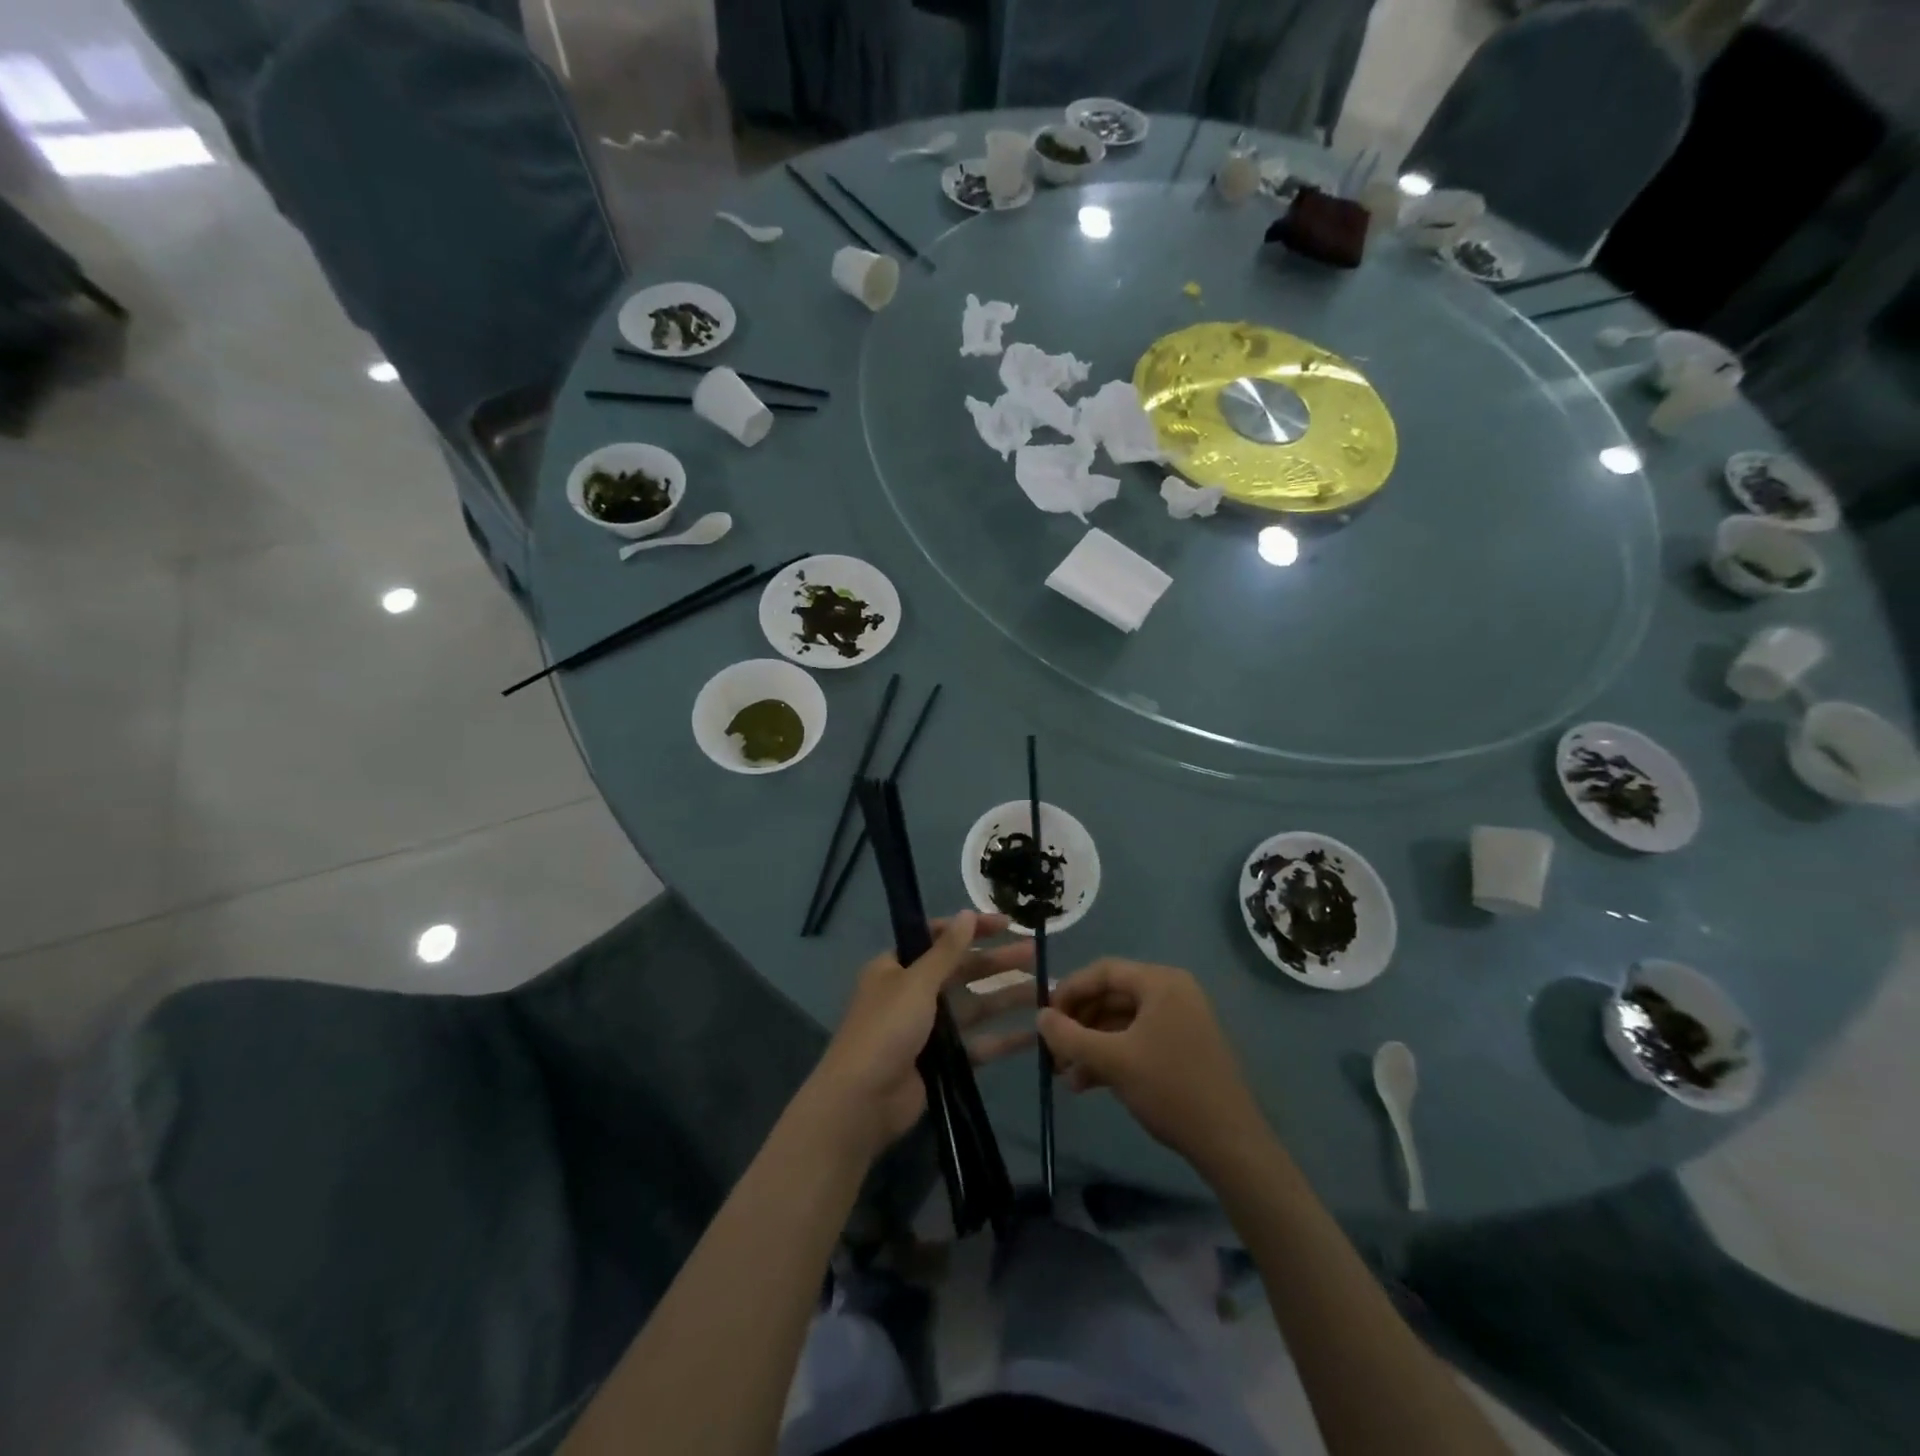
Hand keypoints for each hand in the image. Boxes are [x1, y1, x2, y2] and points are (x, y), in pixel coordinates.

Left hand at [806, 911, 1035, 1159]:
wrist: (863, 1101)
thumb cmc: (886, 1029)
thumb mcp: (916, 982)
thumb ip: (946, 951)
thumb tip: (967, 914)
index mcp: (896, 967)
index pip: (937, 937)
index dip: (971, 929)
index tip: (1005, 924)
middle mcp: (912, 993)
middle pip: (961, 971)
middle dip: (996, 963)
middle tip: (1034, 953)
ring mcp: (928, 1029)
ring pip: (974, 1006)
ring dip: (1006, 997)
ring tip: (1044, 990)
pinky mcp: (942, 1061)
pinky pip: (977, 1044)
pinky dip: (1003, 1039)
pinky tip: (1035, 1034)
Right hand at [1038, 958, 1268, 1168]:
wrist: (1229, 1143)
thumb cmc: (1170, 1088)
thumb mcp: (1112, 1060)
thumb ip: (1070, 1036)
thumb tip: (1041, 1016)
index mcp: (1160, 982)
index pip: (1103, 971)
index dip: (1069, 990)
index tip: (1045, 1017)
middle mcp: (1172, 992)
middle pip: (1111, 996)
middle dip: (1078, 1023)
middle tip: (1053, 1048)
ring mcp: (1179, 1021)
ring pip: (1121, 1022)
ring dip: (1091, 1044)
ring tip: (1064, 1074)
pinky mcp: (1182, 1048)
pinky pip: (1137, 1040)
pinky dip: (1111, 1056)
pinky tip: (1087, 1083)